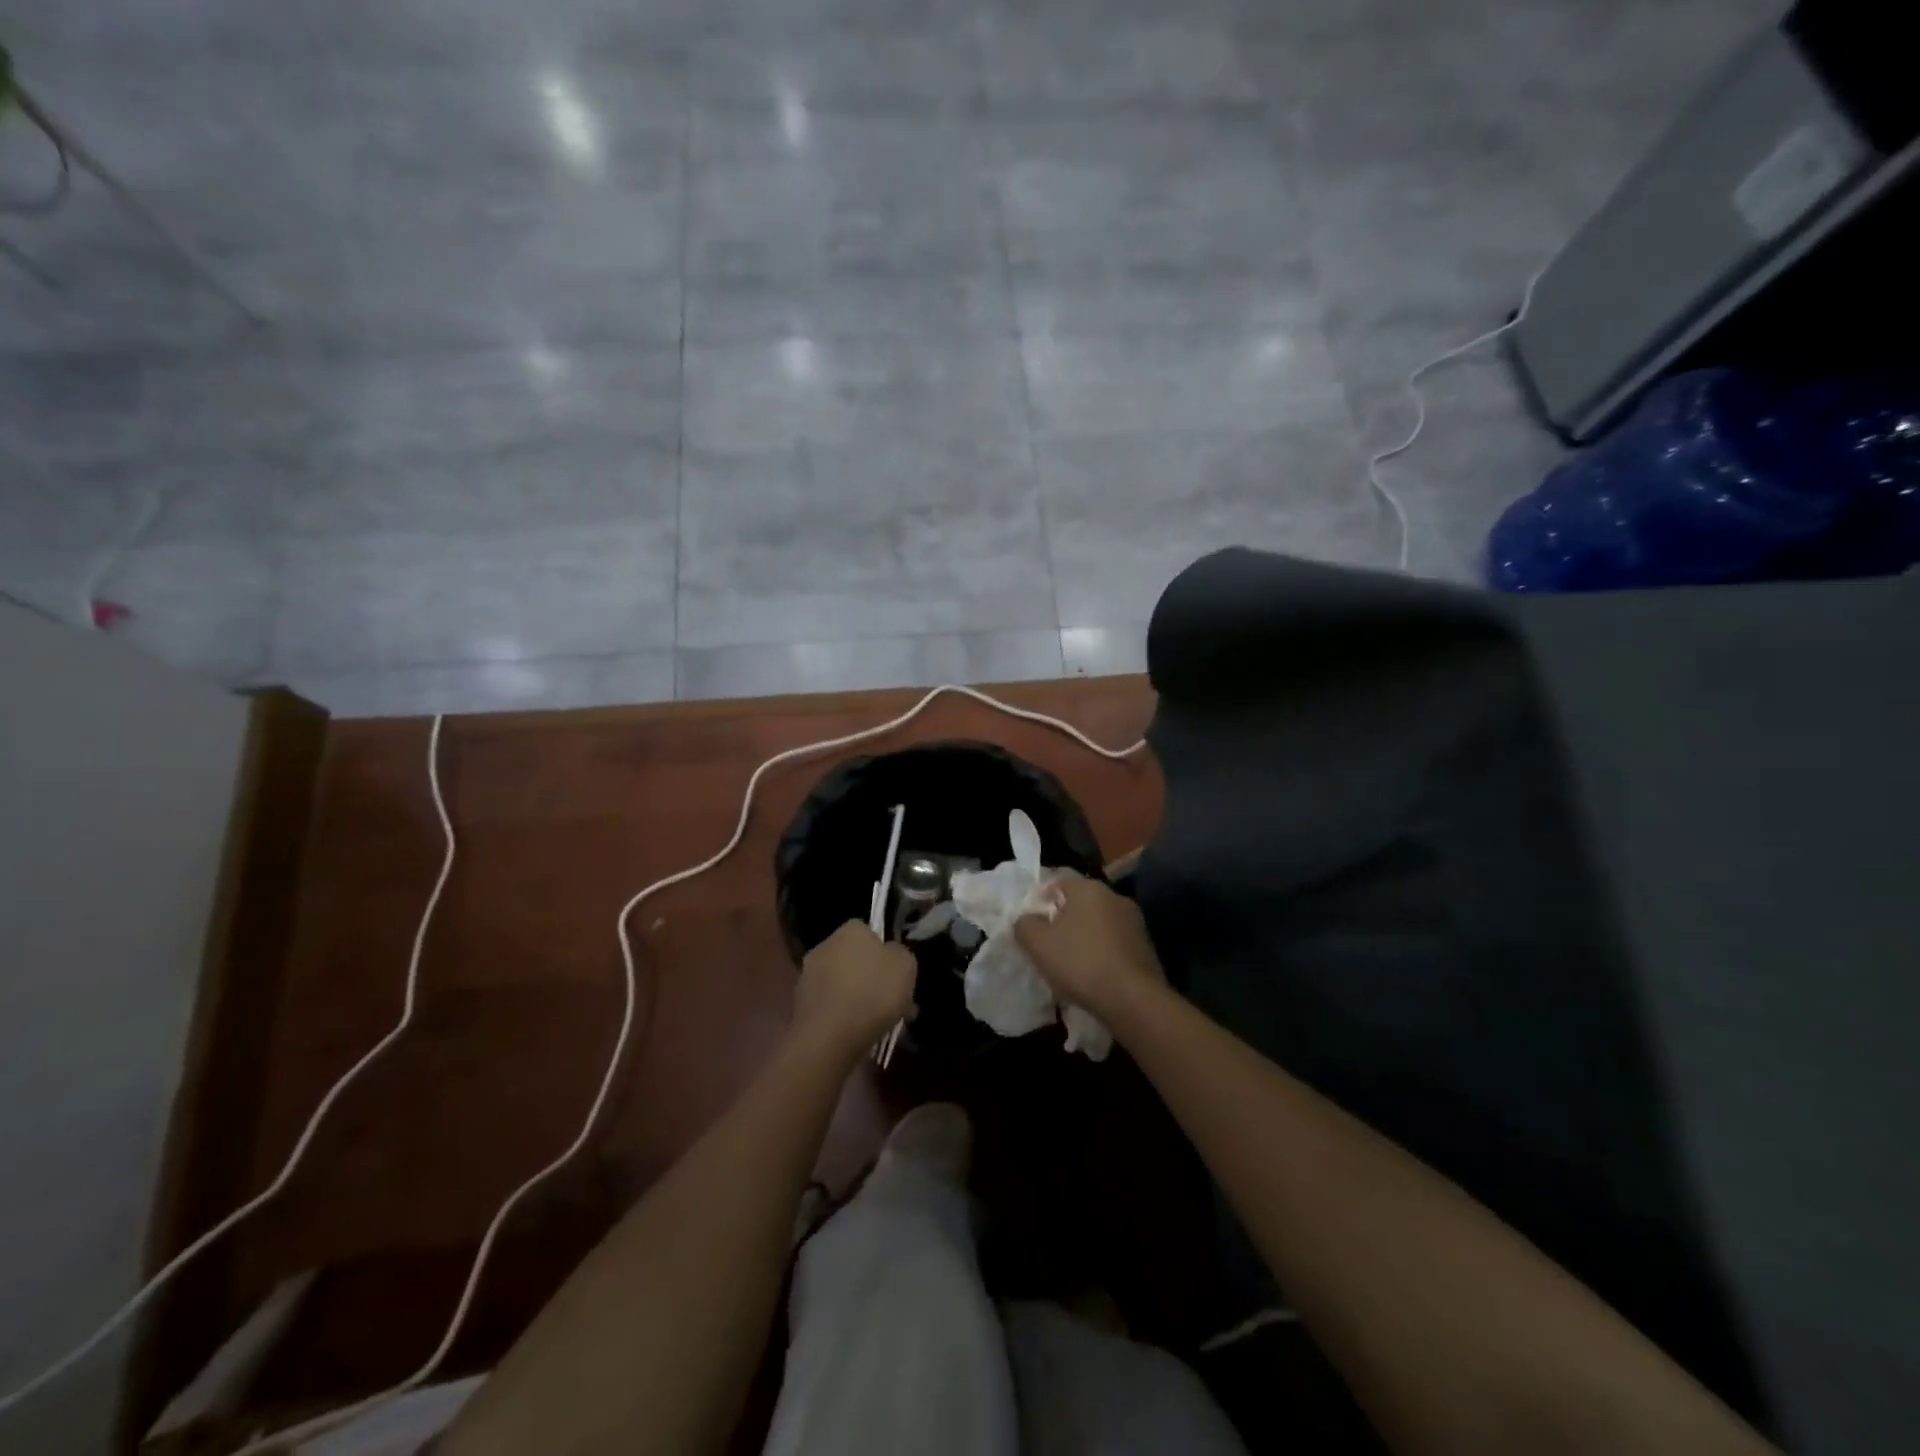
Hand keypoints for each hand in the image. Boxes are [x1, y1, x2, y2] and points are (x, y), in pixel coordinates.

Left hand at [793, 921, 917, 1059]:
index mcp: (850, 930)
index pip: (869, 932)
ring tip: (880, 1023)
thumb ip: (900, 954)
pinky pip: (831, 1006)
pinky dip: (844, 1016)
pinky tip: (859, 1033)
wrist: (829, 1038)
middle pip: (855, 959)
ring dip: (859, 998)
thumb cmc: (873, 993)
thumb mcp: (906, 966)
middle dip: (872, 978)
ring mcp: (808, 976)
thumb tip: (891, 953)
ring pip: (843, 984)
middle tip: (893, 1001)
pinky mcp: (800, 1005)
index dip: (885, 952)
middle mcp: (825, 946)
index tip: (897, 973)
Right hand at [1015, 877, 1165, 1025]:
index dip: (1039, 907)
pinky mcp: (1146, 948)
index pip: (1056, 887)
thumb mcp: (1037, 944)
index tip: (1032, 932)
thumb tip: (1027, 920)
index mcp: (1089, 888)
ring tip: (1070, 970)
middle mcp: (1115, 897)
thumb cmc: (1081, 963)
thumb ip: (1024, 925)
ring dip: (1084, 942)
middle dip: (1062, 926)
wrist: (1133, 1000)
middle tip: (1048, 951)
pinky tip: (1094, 979)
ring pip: (1097, 928)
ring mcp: (1135, 923)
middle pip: (1078, 907)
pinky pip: (1114, 947)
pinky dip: (1102, 957)